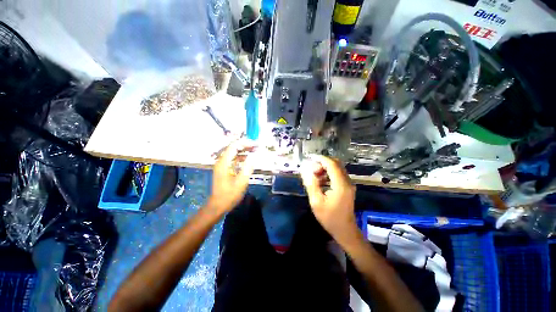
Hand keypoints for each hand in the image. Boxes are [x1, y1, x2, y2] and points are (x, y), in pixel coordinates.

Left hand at [208, 140, 255, 213]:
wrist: (218, 205)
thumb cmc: (229, 194)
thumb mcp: (241, 182)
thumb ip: (248, 168)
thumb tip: (254, 156)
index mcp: (224, 163)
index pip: (234, 146)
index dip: (245, 143)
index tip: (255, 144)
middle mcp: (221, 161)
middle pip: (233, 148)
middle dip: (245, 145)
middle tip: (256, 146)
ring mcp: (222, 165)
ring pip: (233, 153)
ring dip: (243, 151)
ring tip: (254, 150)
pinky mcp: (224, 169)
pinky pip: (233, 159)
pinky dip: (241, 157)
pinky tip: (248, 159)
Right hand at [301, 155, 357, 241]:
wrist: (345, 230)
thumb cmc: (329, 218)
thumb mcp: (316, 202)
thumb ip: (311, 184)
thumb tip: (306, 171)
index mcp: (340, 185)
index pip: (332, 164)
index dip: (321, 159)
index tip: (310, 158)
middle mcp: (347, 181)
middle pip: (336, 164)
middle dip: (323, 163)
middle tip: (312, 170)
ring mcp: (349, 184)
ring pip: (337, 168)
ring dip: (325, 168)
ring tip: (315, 177)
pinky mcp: (347, 187)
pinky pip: (338, 174)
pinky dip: (329, 173)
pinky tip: (321, 181)